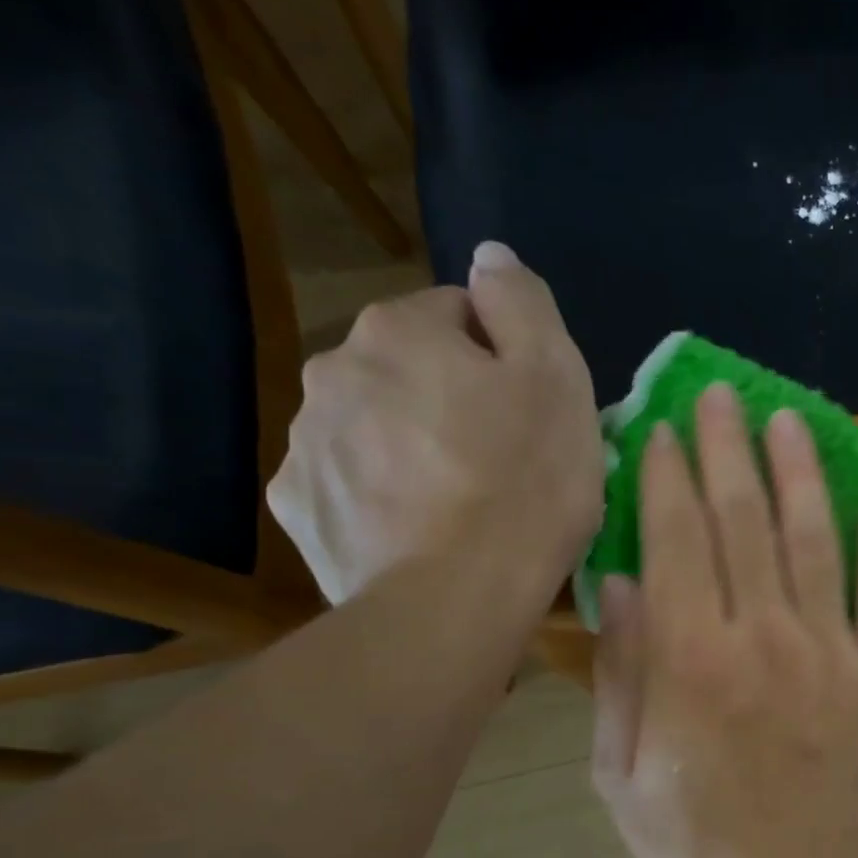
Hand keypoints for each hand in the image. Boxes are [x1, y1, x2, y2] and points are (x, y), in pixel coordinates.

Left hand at [268, 242, 602, 604]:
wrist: (453, 601)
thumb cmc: (523, 484)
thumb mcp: (556, 378)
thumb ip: (522, 302)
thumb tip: (489, 256)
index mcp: (399, 331)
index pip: (459, 314)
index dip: (506, 359)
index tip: (533, 412)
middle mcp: (335, 371)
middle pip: (412, 371)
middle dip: (453, 400)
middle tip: (503, 461)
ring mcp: (307, 443)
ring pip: (378, 426)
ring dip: (416, 446)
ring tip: (464, 504)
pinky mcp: (301, 508)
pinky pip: (352, 483)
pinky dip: (383, 495)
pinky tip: (421, 531)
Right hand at [590, 381, 857, 857]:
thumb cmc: (698, 841)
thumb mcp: (622, 774)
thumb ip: (622, 674)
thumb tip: (622, 584)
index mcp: (691, 658)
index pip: (678, 539)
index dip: (669, 477)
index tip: (663, 430)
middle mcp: (762, 635)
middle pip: (743, 521)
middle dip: (728, 449)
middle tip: (720, 394)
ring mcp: (830, 652)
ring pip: (814, 542)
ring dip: (800, 474)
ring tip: (788, 419)